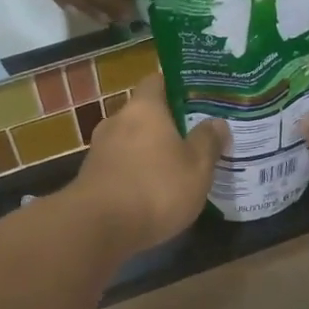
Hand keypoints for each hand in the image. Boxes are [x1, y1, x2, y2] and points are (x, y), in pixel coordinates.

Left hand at [73, 74, 226, 251]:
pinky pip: (119, 165)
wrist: (98, 228)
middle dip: (165, 125)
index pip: (157, 81)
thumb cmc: (156, 188)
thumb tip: (217, 122)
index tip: (197, 99)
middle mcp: (117, 121)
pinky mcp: (90, 177)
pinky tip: (151, 191)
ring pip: (130, 141)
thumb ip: (208, 142)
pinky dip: (134, 172)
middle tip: (191, 138)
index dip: (176, 87)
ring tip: (174, 168)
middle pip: (143, 113)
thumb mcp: (197, 167)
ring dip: (149, 151)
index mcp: (144, 108)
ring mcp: (99, 149)